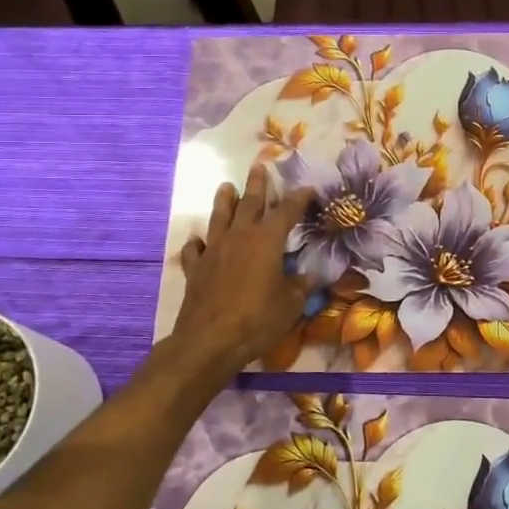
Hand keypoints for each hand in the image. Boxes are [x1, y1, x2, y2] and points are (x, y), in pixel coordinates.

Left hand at [173, 166, 313, 373]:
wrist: (209, 341)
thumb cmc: (257, 319)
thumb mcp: (291, 304)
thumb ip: (302, 286)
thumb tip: (312, 276)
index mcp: (267, 240)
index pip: (287, 211)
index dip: (299, 198)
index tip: (308, 189)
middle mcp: (240, 237)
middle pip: (249, 203)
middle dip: (257, 185)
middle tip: (259, 167)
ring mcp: (214, 250)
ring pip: (219, 217)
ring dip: (224, 201)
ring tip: (226, 186)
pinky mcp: (196, 269)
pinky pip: (196, 249)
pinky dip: (198, 242)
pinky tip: (198, 240)